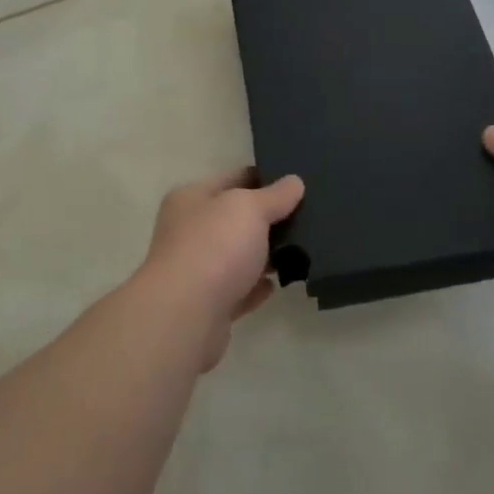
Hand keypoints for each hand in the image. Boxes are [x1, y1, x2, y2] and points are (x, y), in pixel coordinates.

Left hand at [133, 168, 304, 370]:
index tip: (297, 182)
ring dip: (264, 255)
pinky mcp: (208, 305)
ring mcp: (196, 270)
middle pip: (235, 218)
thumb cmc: (214, 248)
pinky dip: (256, 287)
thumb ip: (274, 195)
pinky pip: (239, 290)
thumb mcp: (249, 208)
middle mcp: (189, 231)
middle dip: (268, 219)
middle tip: (308, 217)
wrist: (185, 316)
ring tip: (302, 251)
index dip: (264, 177)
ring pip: (238, 256)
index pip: (233, 178)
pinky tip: (279, 284)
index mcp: (191, 198)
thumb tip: (294, 182)